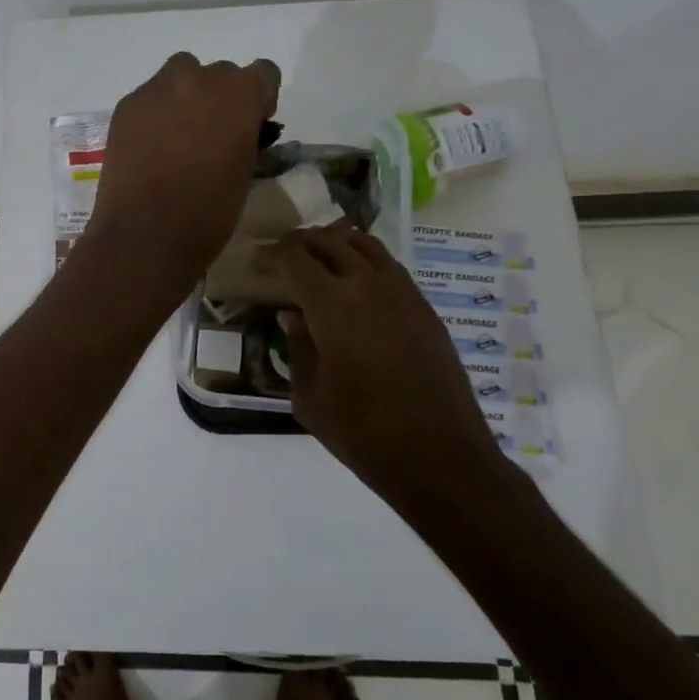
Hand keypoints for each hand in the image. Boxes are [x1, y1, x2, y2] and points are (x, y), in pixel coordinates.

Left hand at [85, 52, 280, 298]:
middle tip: (210, 136)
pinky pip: (149, 98)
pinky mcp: (126, 105)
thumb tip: (237, 132)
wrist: (145, 235)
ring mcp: (157, 89)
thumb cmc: (208, 213)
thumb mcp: (245, 173)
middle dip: (219, 98)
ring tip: (177, 137)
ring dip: (185, 97)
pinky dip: (155, 114)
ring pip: (180, 76)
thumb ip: (245, 138)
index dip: (258, 99)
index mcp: (240, 94)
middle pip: (219, 73)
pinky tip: (149, 148)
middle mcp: (200, 78)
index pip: (263, 73)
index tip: (250, 126)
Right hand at [277, 226, 498, 498]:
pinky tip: (356, 279)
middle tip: (282, 253)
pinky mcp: (426, 309)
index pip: (295, 259)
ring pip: (365, 244)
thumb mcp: (309, 397)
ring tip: (318, 254)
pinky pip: (390, 266)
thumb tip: (292, 316)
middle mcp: (369, 286)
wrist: (440, 458)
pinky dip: (365, 259)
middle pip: (329, 242)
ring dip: (336, 242)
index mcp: (332, 306)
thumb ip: (298, 348)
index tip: (257, 261)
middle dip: (300, 242)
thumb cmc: (363, 433)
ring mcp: (403, 293)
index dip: (272, 254)